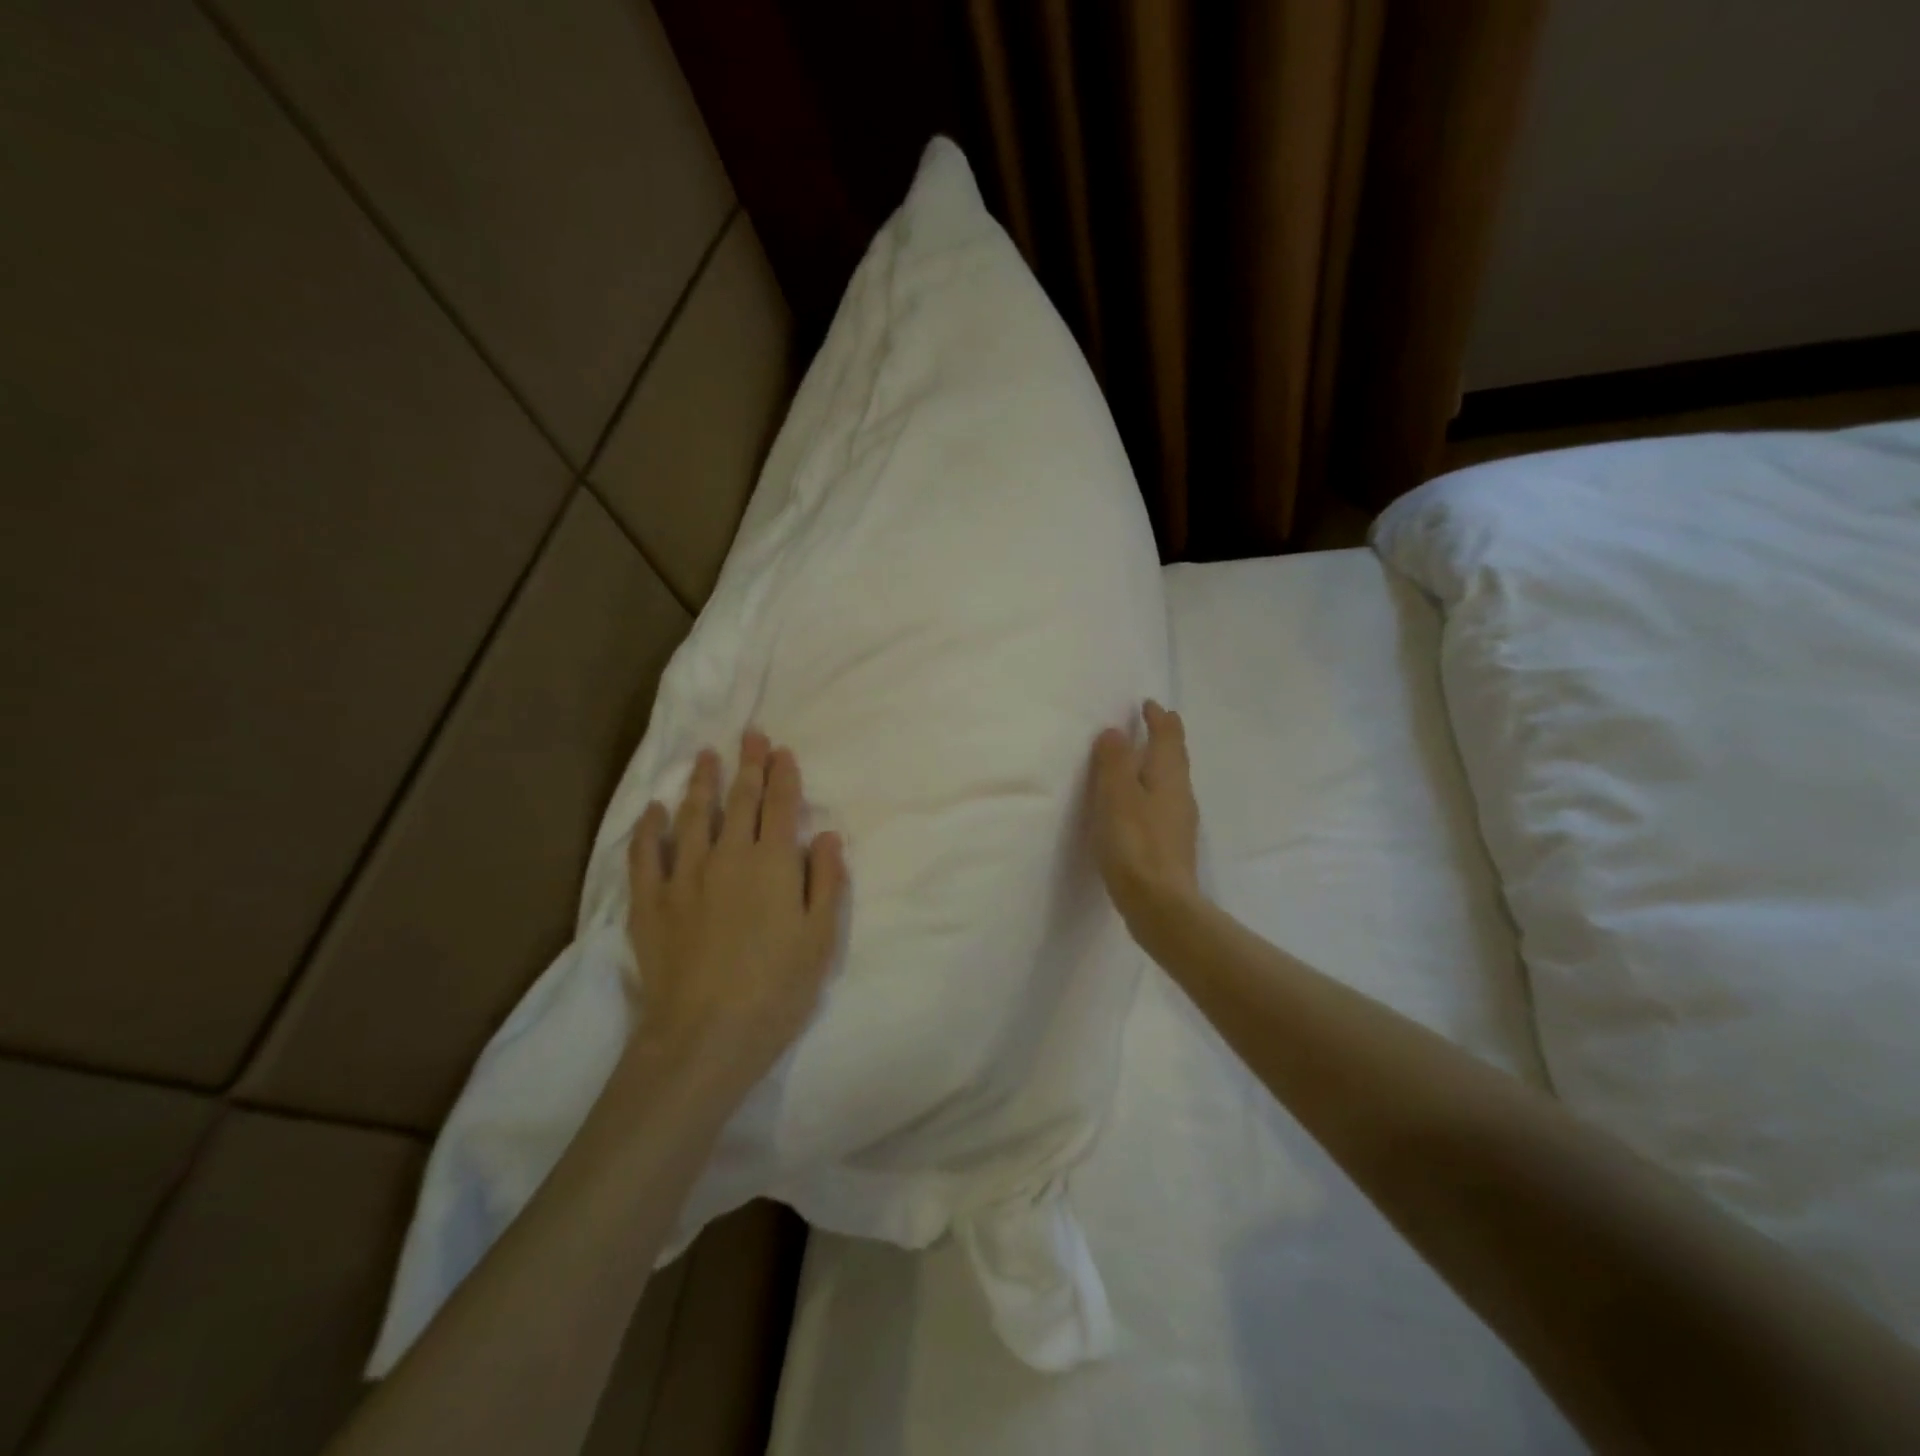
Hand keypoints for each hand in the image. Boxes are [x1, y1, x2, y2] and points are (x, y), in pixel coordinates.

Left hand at [625, 730, 847, 1089]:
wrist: (705, 1036)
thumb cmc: (776, 989)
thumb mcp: (820, 939)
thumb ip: (826, 881)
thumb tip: (828, 835)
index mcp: (773, 863)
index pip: (781, 806)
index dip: (783, 775)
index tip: (782, 751)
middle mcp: (728, 856)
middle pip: (741, 800)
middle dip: (748, 765)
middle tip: (749, 736)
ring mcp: (684, 875)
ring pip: (694, 816)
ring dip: (702, 783)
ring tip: (706, 757)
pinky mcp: (649, 901)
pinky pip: (646, 853)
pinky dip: (650, 828)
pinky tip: (653, 810)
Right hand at [1089, 701, 1200, 935]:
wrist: (1160, 904)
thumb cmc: (1135, 844)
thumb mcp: (1117, 796)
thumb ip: (1115, 761)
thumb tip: (1116, 732)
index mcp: (1169, 776)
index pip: (1168, 736)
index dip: (1159, 718)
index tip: (1149, 704)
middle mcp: (1181, 794)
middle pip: (1175, 757)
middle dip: (1163, 738)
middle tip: (1149, 724)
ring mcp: (1179, 822)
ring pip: (1171, 782)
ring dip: (1157, 765)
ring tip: (1138, 760)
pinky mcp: (1171, 845)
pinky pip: (1163, 805)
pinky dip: (1151, 792)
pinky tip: (1138, 806)